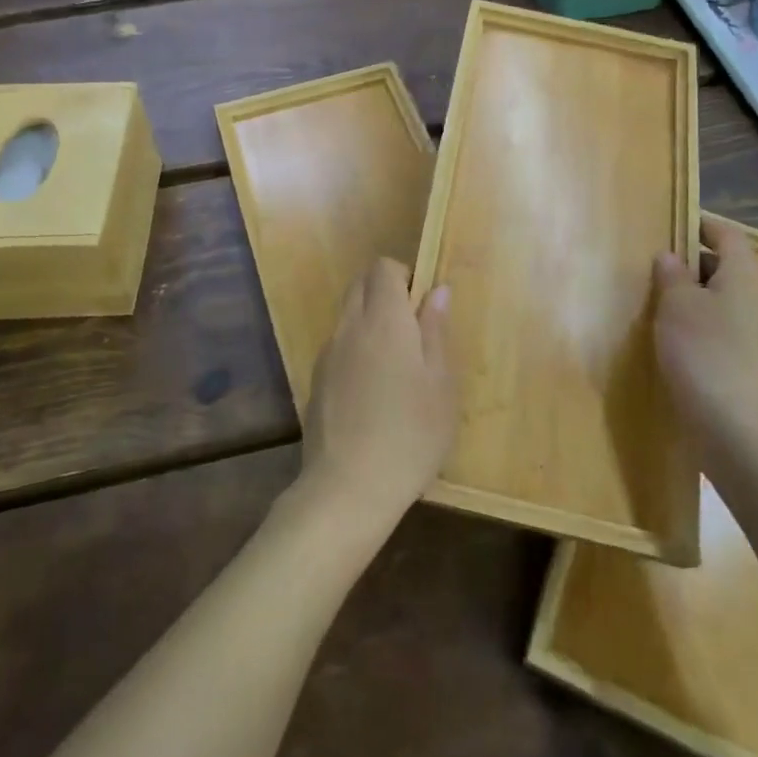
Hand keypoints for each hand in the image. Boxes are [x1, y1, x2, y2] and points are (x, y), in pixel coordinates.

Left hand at [297, 258, 456, 535]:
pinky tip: (372, 390)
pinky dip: (356, 346)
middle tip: (414, 329)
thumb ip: (436, 331)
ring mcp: (328, 353)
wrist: (347, 488)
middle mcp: (350, 326)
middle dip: (385, 290)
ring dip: (370, 319)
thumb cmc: (410, 435)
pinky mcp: (317, 379)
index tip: (423, 304)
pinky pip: (338, 343)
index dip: (404, 274)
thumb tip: (437, 290)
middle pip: (360, 283)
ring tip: (396, 363)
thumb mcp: (440, 385)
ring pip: (347, 313)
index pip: (383, 268)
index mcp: (384, 320)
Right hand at [654, 215, 757, 460]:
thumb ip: (672, 275)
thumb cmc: (703, 351)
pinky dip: (696, 323)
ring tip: (656, 299)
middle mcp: (753, 300)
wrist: (733, 426)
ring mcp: (751, 334)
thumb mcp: (677, 304)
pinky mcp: (743, 362)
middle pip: (726, 266)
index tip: (672, 225)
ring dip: (691, 295)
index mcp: (742, 276)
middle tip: (655, 265)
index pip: (729, 235)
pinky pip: (718, 327)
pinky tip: (669, 336)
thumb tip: (671, 257)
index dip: (702, 225)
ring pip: (720, 299)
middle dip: (692, 262)